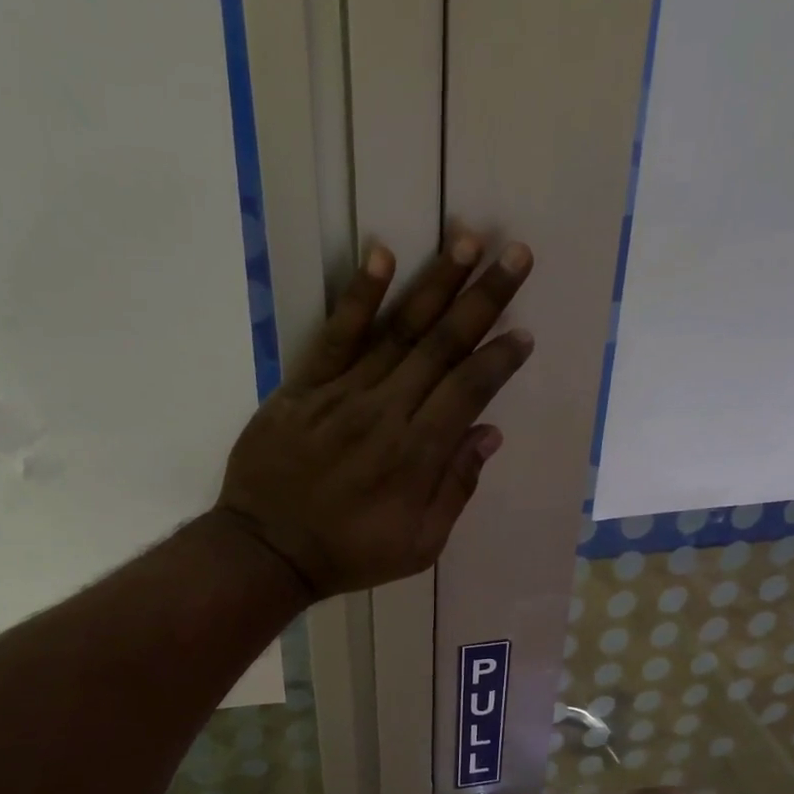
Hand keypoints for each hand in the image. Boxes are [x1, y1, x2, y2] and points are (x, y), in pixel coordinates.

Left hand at [215, 232, 534, 598]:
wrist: (268, 551)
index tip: (524, 332)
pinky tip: (382, 255)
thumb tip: (488, 434)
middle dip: (484, 299)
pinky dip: (359, 296)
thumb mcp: (419, 546)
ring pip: (397, 330)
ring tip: (467, 238)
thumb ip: (455, 489)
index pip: (468, 390)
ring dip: (436, 283)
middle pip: (442, 346)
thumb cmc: (349, 554)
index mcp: (417, 454)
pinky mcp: (304, 388)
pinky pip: (335, 335)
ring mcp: (342, 394)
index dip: (499, 359)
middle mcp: (386, 412)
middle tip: (517, 254)